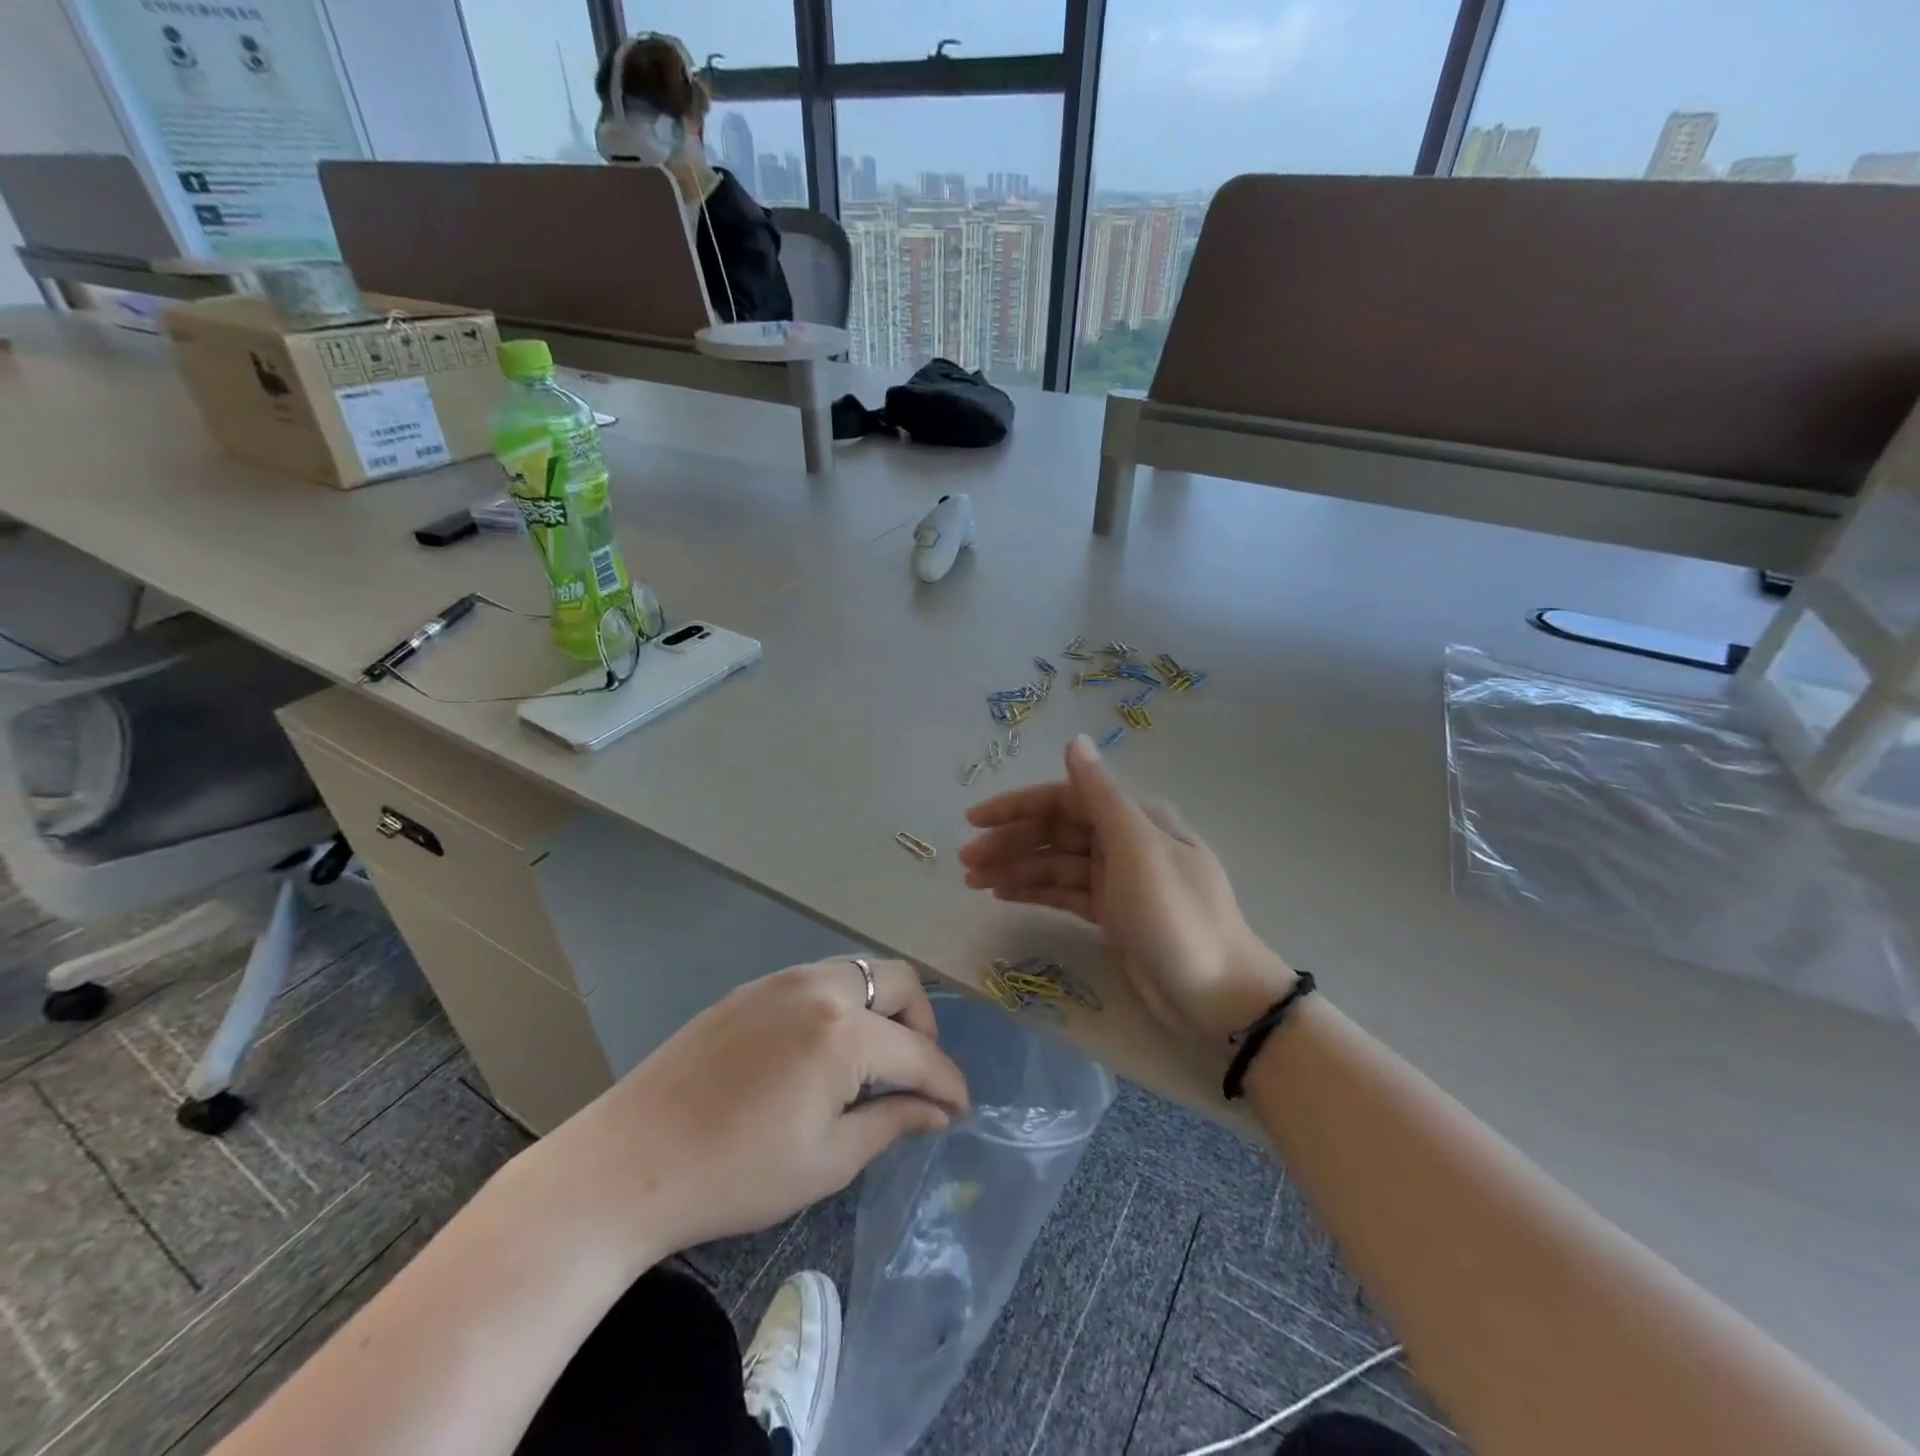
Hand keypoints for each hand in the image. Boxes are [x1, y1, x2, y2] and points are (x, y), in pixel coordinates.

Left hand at [533, 958, 969, 1263]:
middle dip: (921, 1025)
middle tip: (914, 1075)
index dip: (948, 1083)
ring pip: (858, 972)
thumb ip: (892, 1123)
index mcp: (845, 1033)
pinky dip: (841, 1005)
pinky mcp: (752, 987)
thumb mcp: (828, 1161)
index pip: (919, 1052)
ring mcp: (782, 980)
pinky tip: (821, 1050)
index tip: (960, 1109)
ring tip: (871, 1061)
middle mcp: (821, 987)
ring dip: (881, 1008)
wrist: (629, 1162)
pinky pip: (818, 980)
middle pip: (898, 982)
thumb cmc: (737, 1174)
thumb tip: (938, 1111)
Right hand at [960, 735, 1294, 1046]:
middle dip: (1010, 843)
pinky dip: (1035, 892)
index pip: (1065, 799)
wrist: (1219, 998)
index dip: (1017, 807)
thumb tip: (1075, 739)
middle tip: (965, 862)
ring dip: (1015, 869)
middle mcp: (1125, 841)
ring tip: (973, 883)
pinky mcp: (1114, 914)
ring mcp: (1119, 879)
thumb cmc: (1177, 917)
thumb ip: (1101, 795)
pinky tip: (1003, 895)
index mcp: (1134, 818)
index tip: (973, 820)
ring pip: (1056, 865)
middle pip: (1056, 832)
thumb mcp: (1137, 850)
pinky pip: (1065, 893)